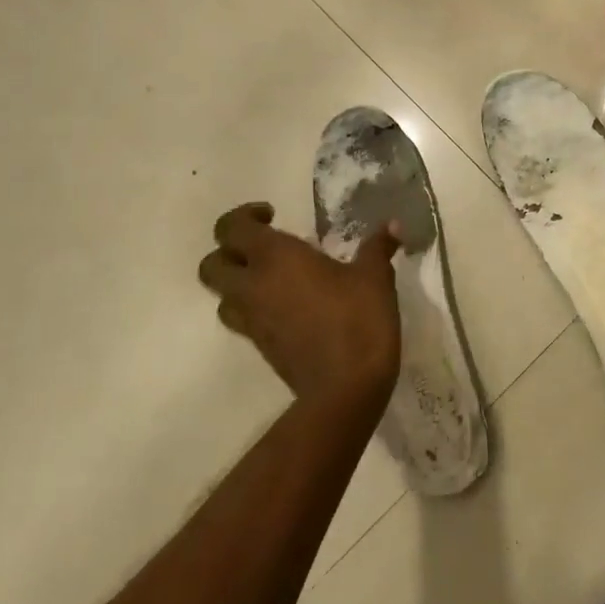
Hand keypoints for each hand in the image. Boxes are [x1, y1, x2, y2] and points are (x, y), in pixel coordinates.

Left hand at [197, 203, 401, 411]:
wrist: (345, 388)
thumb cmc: (358, 319)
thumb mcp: (375, 277)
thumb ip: (378, 246)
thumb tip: (393, 224)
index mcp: (275, 257)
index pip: (232, 228)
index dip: (244, 215)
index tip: (272, 215)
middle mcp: (253, 286)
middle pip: (211, 264)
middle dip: (229, 251)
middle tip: (265, 247)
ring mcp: (252, 320)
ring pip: (222, 296)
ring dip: (238, 283)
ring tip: (273, 278)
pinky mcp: (260, 347)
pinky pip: (242, 319)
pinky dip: (255, 308)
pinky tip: (288, 307)